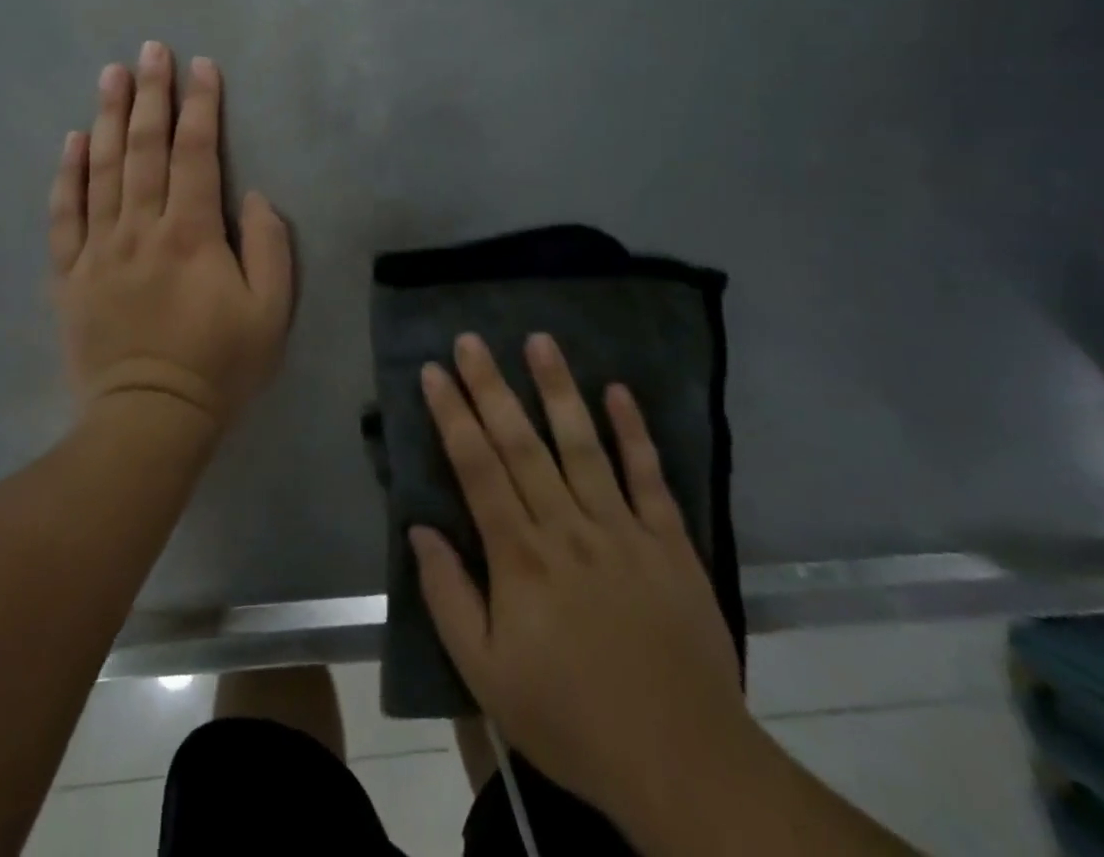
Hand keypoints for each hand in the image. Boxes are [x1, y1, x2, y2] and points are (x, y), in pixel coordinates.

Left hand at [49, 40, 293, 430]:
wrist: (149, 420)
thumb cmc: (219, 367)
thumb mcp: (271, 313)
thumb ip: (269, 247)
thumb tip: (251, 196)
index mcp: (191, 234)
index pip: (195, 154)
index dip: (201, 107)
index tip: (203, 67)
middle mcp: (140, 229)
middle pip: (145, 149)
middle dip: (151, 94)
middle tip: (151, 50)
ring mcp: (98, 249)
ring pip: (102, 169)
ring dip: (109, 117)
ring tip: (111, 74)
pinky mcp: (70, 274)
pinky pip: (64, 215)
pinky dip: (68, 174)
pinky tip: (73, 139)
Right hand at [412, 333, 752, 844]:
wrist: (683, 764)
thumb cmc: (571, 718)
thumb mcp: (486, 676)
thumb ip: (448, 597)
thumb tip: (420, 528)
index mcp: (520, 557)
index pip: (477, 468)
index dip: (452, 415)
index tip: (435, 371)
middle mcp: (567, 528)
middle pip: (521, 443)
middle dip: (492, 386)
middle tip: (472, 339)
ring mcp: (622, 530)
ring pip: (583, 445)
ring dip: (558, 389)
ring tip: (539, 340)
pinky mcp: (669, 543)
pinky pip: (649, 477)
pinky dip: (634, 432)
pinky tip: (619, 391)